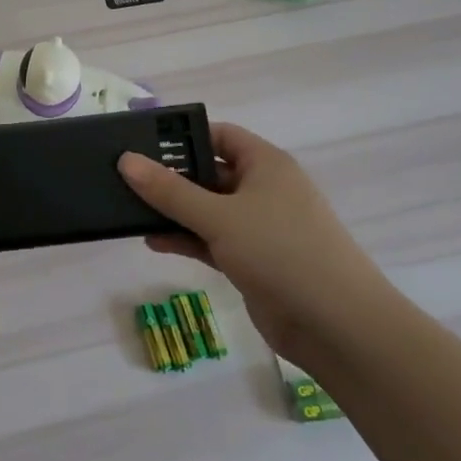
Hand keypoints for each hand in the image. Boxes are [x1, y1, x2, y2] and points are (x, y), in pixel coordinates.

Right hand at [118, 123, 390, 359]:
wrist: (336, 325)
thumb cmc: (280, 251)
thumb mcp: (219, 216)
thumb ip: (169, 190)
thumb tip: (126, 160)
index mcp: (265, 164)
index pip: (219, 135)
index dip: (182, 136)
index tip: (141, 143)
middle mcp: (263, 190)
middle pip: (210, 173)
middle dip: (171, 177)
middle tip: (125, 178)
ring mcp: (259, 228)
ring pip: (208, 210)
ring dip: (174, 211)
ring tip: (129, 211)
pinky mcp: (253, 261)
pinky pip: (212, 241)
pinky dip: (186, 239)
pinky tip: (153, 242)